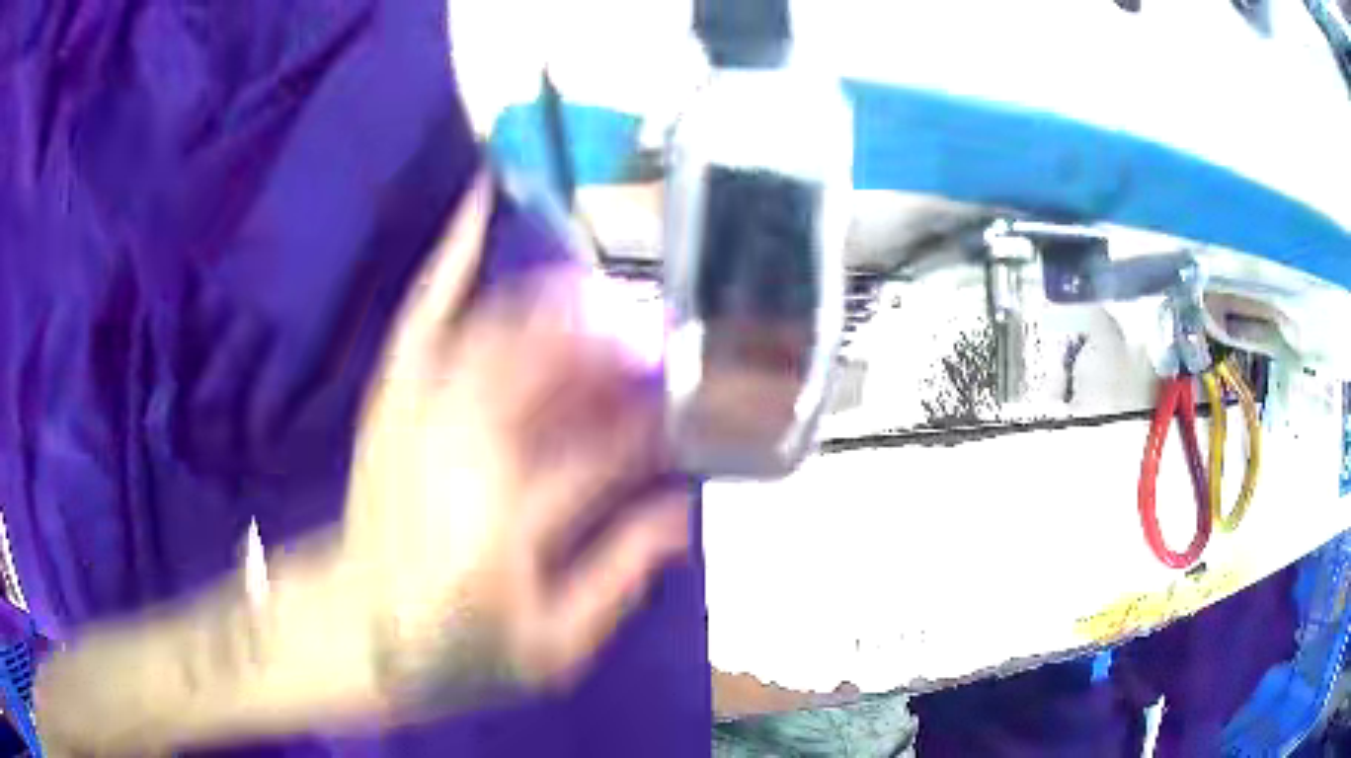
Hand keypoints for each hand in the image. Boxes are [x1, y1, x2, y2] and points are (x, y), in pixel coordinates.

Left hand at [343, 172, 691, 712]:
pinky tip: (477, 203)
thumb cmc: (450, 650)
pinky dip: (449, 261)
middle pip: (552, 366)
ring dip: (564, 306)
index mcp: (508, 509)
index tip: (688, 374)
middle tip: (659, 331)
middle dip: (614, 340)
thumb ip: (619, 576)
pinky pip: (423, 317)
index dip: (647, 397)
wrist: (351, 634)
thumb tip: (681, 514)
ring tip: (610, 288)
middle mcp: (462, 441)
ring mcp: (419, 410)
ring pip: (503, 333)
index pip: (595, 435)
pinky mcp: (393, 400)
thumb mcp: (550, 645)